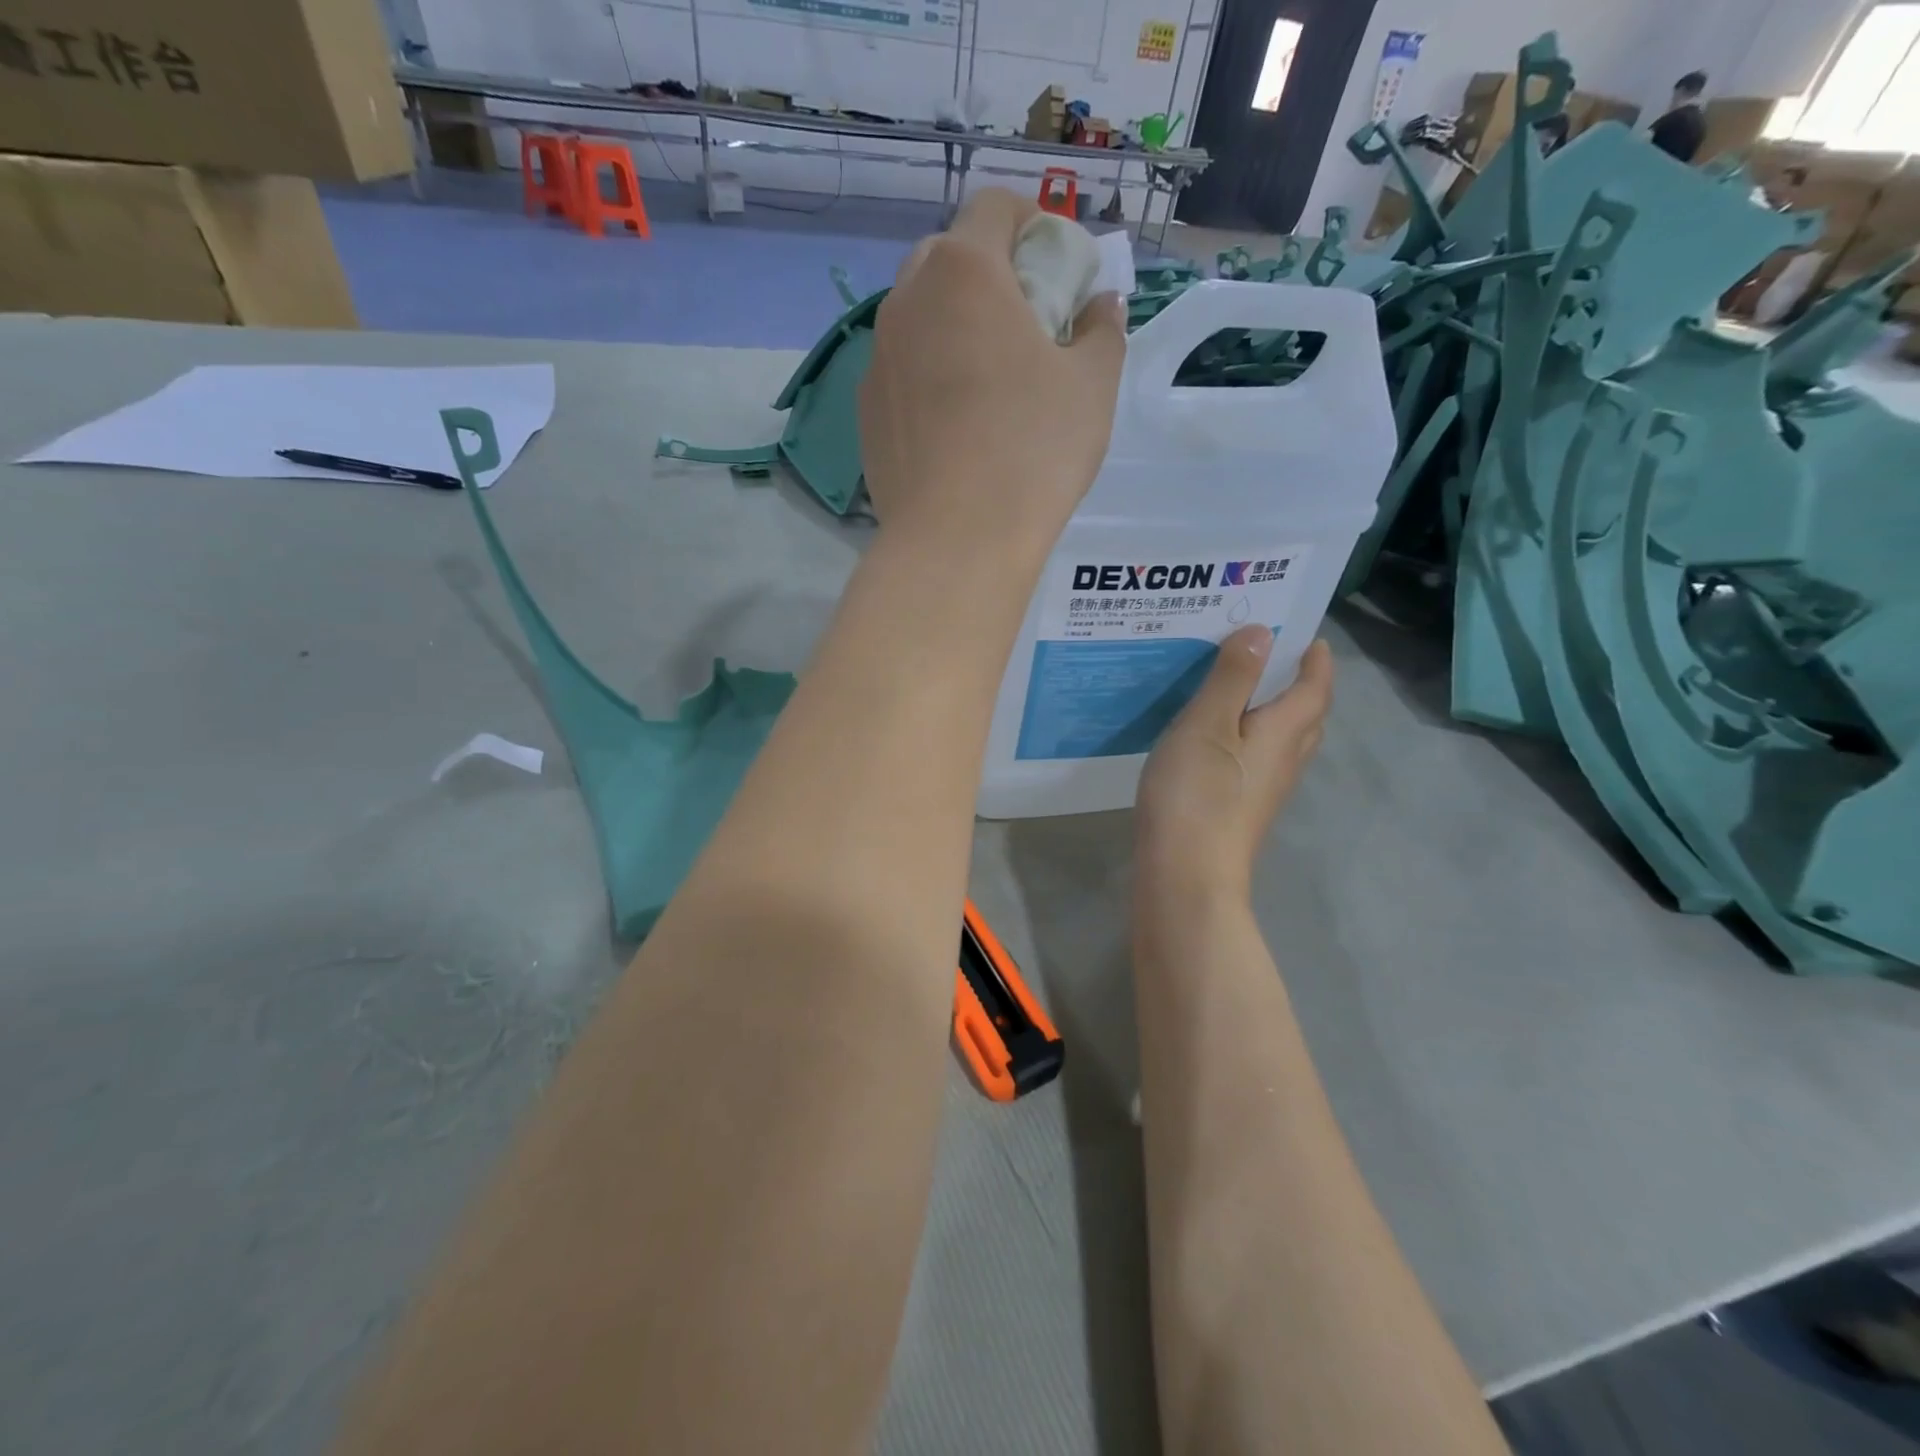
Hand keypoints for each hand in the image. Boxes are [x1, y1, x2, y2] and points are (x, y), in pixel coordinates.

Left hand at [859, 188, 1125, 557]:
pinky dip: (928, 375)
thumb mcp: (1093, 386)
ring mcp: (877, 359)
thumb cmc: (1033, 452)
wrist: (955, 540)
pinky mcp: (865, 412)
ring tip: (989, 381)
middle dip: (991, 273)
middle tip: (1027, 326)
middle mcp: (907, 301)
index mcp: (963, 271)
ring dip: (955, 326)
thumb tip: (1100, 307)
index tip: (1059, 272)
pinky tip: (955, 426)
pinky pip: (901, 371)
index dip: (1035, 225)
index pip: (996, 207)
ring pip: (919, 317)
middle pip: (949, 257)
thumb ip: (1102, 330)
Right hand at [1135, 631, 1333, 900]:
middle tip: (1272, 659)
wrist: (1187, 874)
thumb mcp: (1208, 723)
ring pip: (1282, 742)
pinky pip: (1257, 761)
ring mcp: (1264, 790)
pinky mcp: (1242, 809)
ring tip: (1241, 692)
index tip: (1308, 637)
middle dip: (1299, 686)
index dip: (1316, 661)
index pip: (1315, 688)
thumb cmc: (1197, 793)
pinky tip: (1215, 740)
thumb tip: (1262, 633)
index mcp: (1284, 732)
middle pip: (1306, 717)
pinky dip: (1249, 739)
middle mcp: (1284, 760)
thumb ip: (1233, 677)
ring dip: (1274, 713)